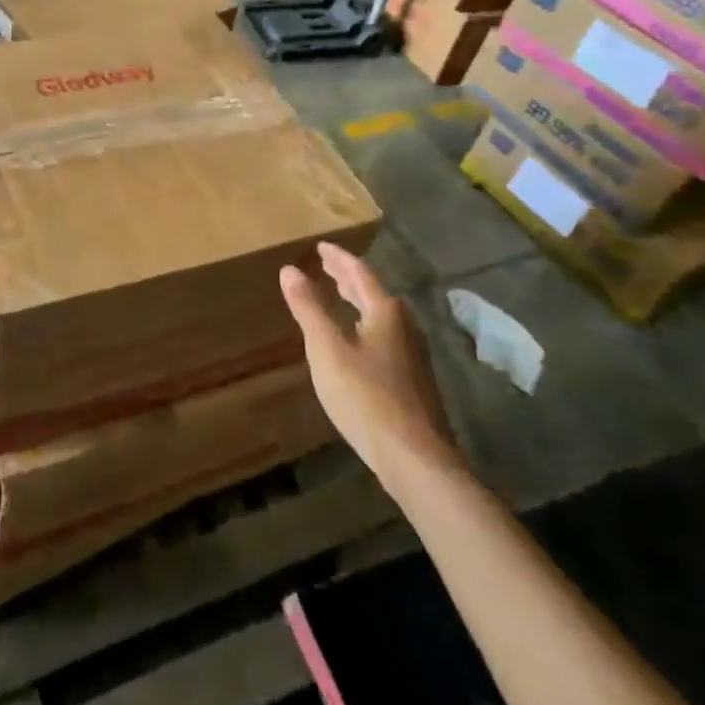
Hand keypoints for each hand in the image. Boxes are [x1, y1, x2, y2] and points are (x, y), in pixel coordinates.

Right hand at [280, 242, 463, 489]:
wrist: (415, 458)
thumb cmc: (365, 396)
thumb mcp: (326, 348)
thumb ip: (308, 307)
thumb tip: (290, 269)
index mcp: (385, 312)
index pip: (359, 272)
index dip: (338, 258)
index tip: (320, 246)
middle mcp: (404, 326)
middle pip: (373, 293)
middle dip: (347, 277)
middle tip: (326, 266)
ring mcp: (413, 355)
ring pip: (380, 315)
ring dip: (357, 301)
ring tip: (337, 295)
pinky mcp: (413, 380)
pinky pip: (384, 336)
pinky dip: (364, 324)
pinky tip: (355, 340)